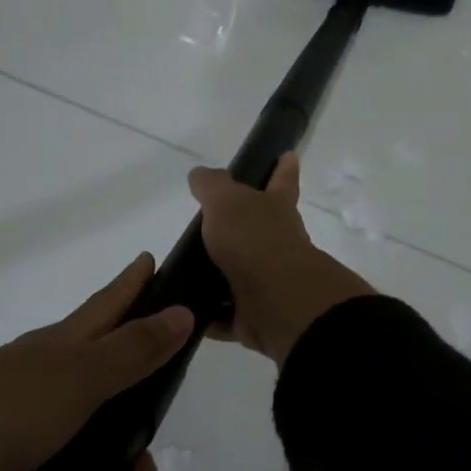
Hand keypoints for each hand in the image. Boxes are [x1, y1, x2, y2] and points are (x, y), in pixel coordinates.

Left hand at [0, 254, 194, 470]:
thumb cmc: (2, 415)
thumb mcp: (78, 377)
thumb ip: (133, 350)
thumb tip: (183, 311)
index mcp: (61, 350)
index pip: (109, 306)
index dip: (135, 285)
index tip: (157, 262)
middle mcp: (49, 387)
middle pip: (114, 394)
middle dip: (140, 432)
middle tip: (149, 468)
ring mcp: (29, 437)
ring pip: (95, 454)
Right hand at [187, 153, 372, 364]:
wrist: (277, 302)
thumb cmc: (254, 241)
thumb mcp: (227, 202)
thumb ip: (212, 186)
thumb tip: (200, 173)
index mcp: (275, 209)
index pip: (282, 181)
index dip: (284, 168)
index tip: (289, 155)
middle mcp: (276, 244)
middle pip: (258, 231)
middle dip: (239, 228)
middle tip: (205, 227)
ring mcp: (268, 281)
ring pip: (239, 275)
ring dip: (216, 276)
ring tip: (181, 274)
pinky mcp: (254, 315)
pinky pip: (225, 314)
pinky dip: (208, 314)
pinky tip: (182, 311)